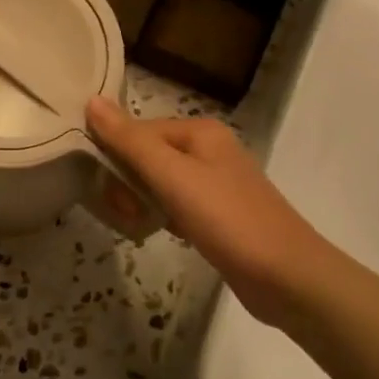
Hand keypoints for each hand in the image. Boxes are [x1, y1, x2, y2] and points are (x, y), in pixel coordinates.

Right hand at [86, 96, 330, 324]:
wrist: (287, 277)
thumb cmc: (227, 219)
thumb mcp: (173, 176)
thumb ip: (130, 140)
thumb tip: (91, 101)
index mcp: (199, 131)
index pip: (139, 131)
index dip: (115, 156)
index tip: (104, 189)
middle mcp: (208, 150)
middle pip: (148, 155)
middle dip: (128, 183)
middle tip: (125, 213)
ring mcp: (216, 183)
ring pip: (160, 183)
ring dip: (140, 202)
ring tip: (136, 225)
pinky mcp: (218, 215)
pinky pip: (175, 205)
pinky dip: (160, 216)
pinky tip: (154, 232)